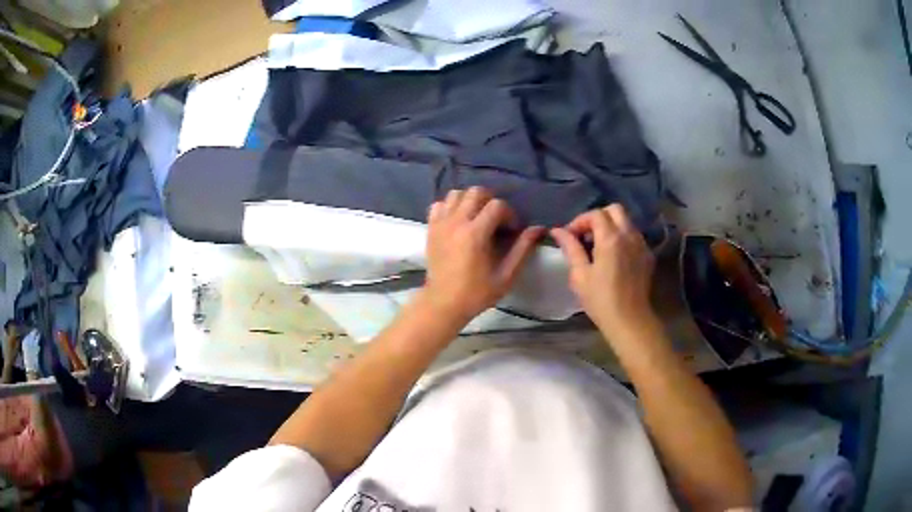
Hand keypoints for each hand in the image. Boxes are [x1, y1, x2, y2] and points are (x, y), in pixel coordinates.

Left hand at [421, 187, 544, 323]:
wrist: (443, 303)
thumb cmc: (476, 293)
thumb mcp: (506, 275)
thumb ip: (522, 249)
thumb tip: (538, 229)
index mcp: (475, 234)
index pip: (497, 205)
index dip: (509, 214)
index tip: (511, 230)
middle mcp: (456, 222)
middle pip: (475, 192)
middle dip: (491, 200)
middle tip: (496, 219)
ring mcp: (441, 223)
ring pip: (456, 194)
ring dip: (470, 200)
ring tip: (477, 217)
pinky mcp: (431, 228)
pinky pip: (439, 204)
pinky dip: (450, 206)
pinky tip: (458, 220)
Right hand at [550, 204, 656, 340]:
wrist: (630, 320)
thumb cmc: (601, 300)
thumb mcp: (580, 275)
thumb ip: (570, 248)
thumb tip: (557, 231)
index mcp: (611, 238)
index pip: (595, 214)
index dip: (579, 221)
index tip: (570, 236)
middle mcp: (629, 235)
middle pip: (614, 210)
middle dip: (597, 217)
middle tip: (585, 235)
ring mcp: (641, 244)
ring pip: (626, 222)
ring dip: (611, 226)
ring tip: (597, 246)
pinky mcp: (647, 255)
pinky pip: (634, 236)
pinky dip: (621, 238)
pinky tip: (613, 257)